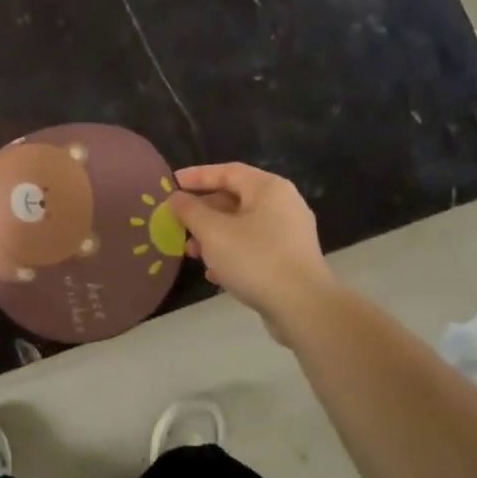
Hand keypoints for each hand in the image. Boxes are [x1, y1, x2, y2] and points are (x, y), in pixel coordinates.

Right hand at [166, 164, 334, 336]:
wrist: (303, 306)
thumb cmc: (255, 259)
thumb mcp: (213, 232)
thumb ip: (190, 211)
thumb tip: (177, 198)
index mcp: (268, 188)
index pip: (228, 171)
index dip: (198, 176)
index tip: (173, 182)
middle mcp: (283, 204)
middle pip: (235, 199)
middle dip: (203, 213)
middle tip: (178, 224)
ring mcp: (289, 233)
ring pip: (242, 226)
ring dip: (213, 237)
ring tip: (192, 253)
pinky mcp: (290, 259)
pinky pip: (254, 247)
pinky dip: (231, 254)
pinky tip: (215, 274)